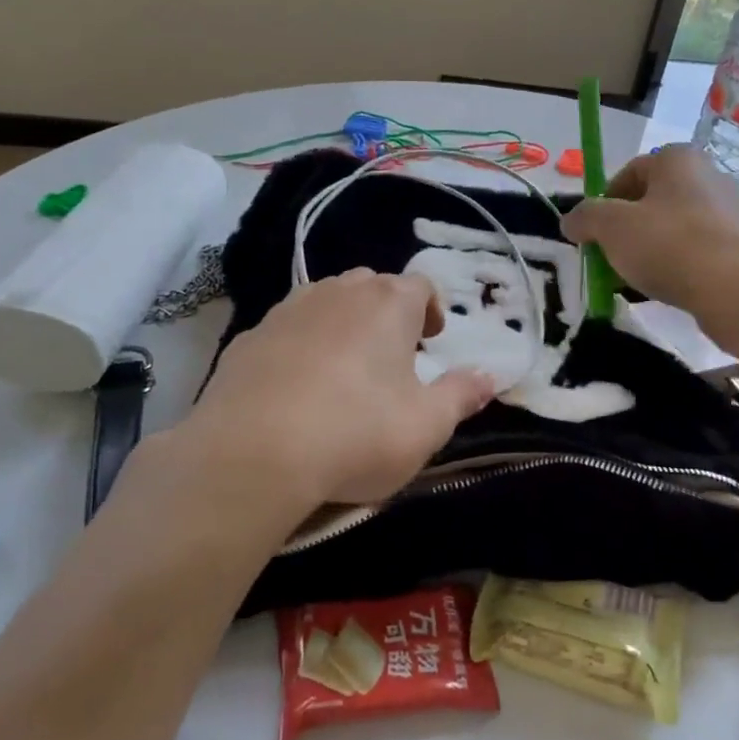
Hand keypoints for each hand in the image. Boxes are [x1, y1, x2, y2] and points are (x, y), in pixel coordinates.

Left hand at [183, 270, 494, 508]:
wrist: (252, 454)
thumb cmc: (356, 434)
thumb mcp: (426, 426)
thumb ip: (461, 396)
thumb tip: (490, 376)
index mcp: (388, 304)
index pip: (420, 286)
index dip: (431, 309)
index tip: (432, 340)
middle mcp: (338, 293)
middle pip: (372, 286)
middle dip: (387, 312)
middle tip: (392, 354)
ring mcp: (288, 310)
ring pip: (326, 302)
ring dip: (342, 324)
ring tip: (345, 368)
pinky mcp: (248, 337)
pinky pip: (287, 329)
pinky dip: (300, 345)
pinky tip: (296, 386)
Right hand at [561, 145, 738, 319]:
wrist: (738, 292)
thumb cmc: (669, 245)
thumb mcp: (611, 227)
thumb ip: (585, 218)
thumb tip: (571, 221)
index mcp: (678, 159)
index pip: (629, 171)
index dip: (603, 201)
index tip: (592, 233)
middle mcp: (707, 177)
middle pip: (650, 201)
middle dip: (623, 230)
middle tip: (607, 258)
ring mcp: (728, 213)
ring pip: (671, 229)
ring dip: (646, 251)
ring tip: (631, 280)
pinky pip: (693, 251)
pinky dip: (673, 266)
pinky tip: (661, 290)